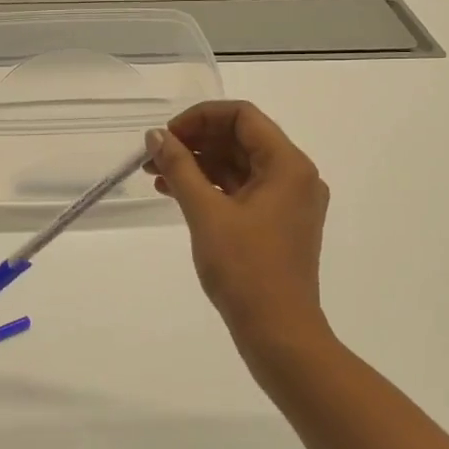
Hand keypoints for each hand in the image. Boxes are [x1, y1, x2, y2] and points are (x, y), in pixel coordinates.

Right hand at [146, 102, 331, 356]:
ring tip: (156, 174)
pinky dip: (211, 187)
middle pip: (241, 139)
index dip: (200, 118)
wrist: (278, 333)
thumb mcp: (206, 213)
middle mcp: (294, 176)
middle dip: (195, 142)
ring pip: (239, 166)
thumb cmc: (245, 269)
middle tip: (154, 155)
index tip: (166, 135)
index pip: (242, 116)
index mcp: (288, 164)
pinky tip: (175, 192)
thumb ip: (180, 168)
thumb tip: (157, 135)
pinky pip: (242, 191)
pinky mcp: (277, 223)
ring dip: (199, 165)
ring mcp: (288, 201)